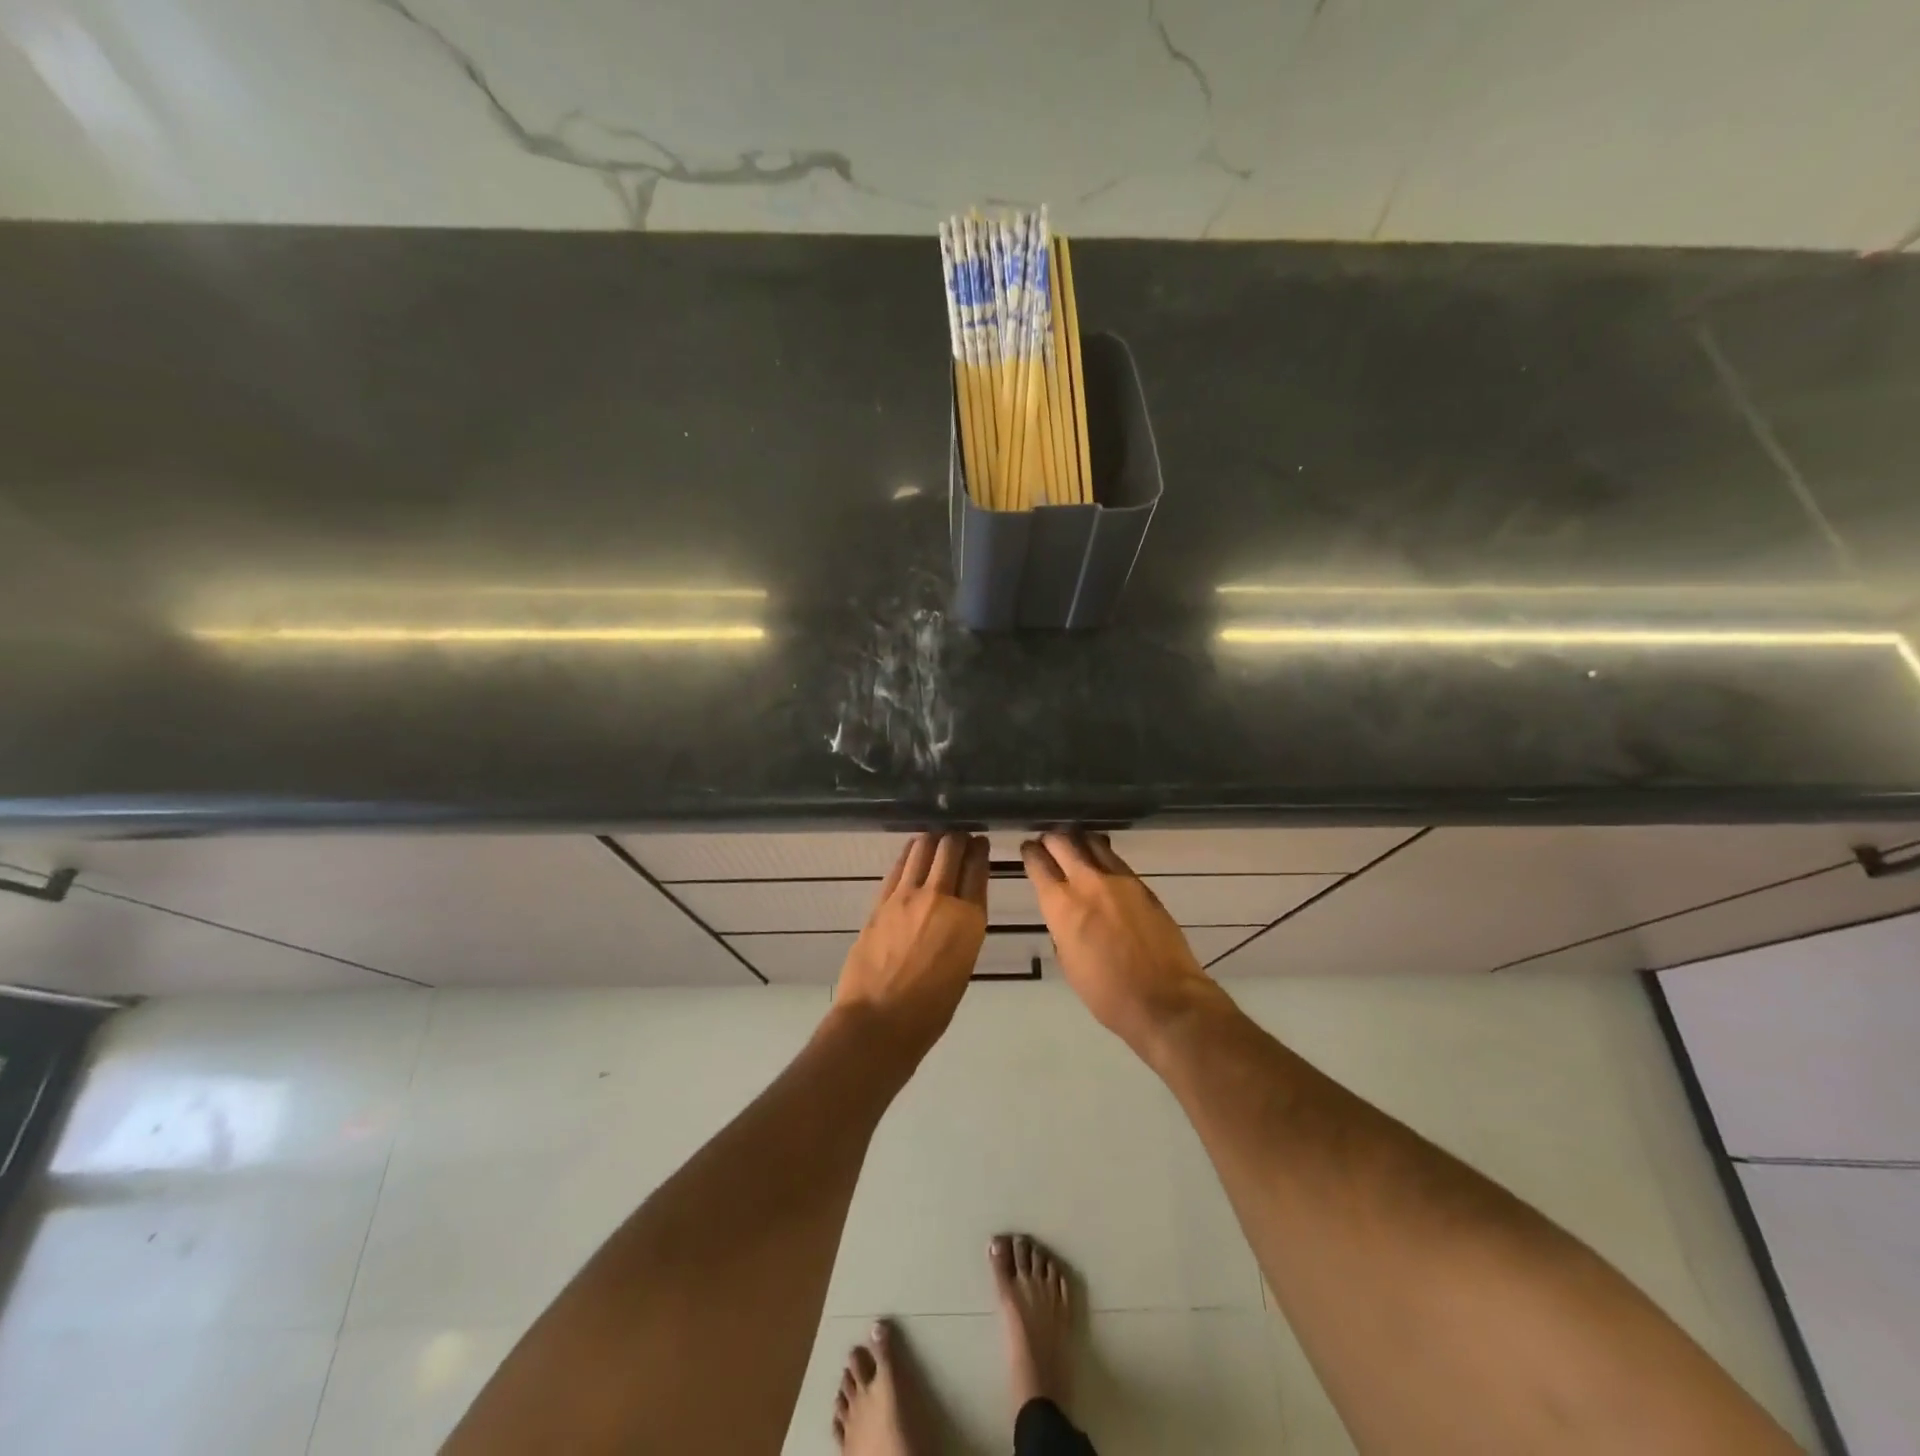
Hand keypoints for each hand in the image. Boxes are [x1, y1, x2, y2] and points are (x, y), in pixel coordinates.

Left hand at [833, 832, 989, 1055]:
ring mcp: (907, 896)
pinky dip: (910, 853)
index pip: (977, 868)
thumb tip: (958, 908)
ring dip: (933, 839)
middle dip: (957, 838)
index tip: (980, 842)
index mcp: (969, 919)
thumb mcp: (963, 965)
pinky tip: (914, 851)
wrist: (880, 1021)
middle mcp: (941, 898)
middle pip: (951, 849)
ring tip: (936, 839)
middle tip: (959, 837)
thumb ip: (963, 929)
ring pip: (923, 848)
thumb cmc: (931, 1008)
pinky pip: (899, 866)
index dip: (979, 851)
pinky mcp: (881, 900)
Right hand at [1023, 832, 1232, 1053]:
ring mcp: (1118, 880)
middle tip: (1047, 842)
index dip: (1029, 853)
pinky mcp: (1142, 885)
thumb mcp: (1068, 962)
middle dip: (1051, 839)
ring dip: (1078, 840)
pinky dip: (1102, 853)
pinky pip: (1115, 858)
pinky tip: (1100, 860)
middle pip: (1063, 842)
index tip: (1027, 849)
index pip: (1038, 864)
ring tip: (1074, 845)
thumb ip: (1062, 929)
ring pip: (1091, 842)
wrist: (1164, 999)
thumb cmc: (1107, 993)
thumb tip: (1065, 915)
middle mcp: (1087, 883)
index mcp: (1061, 906)